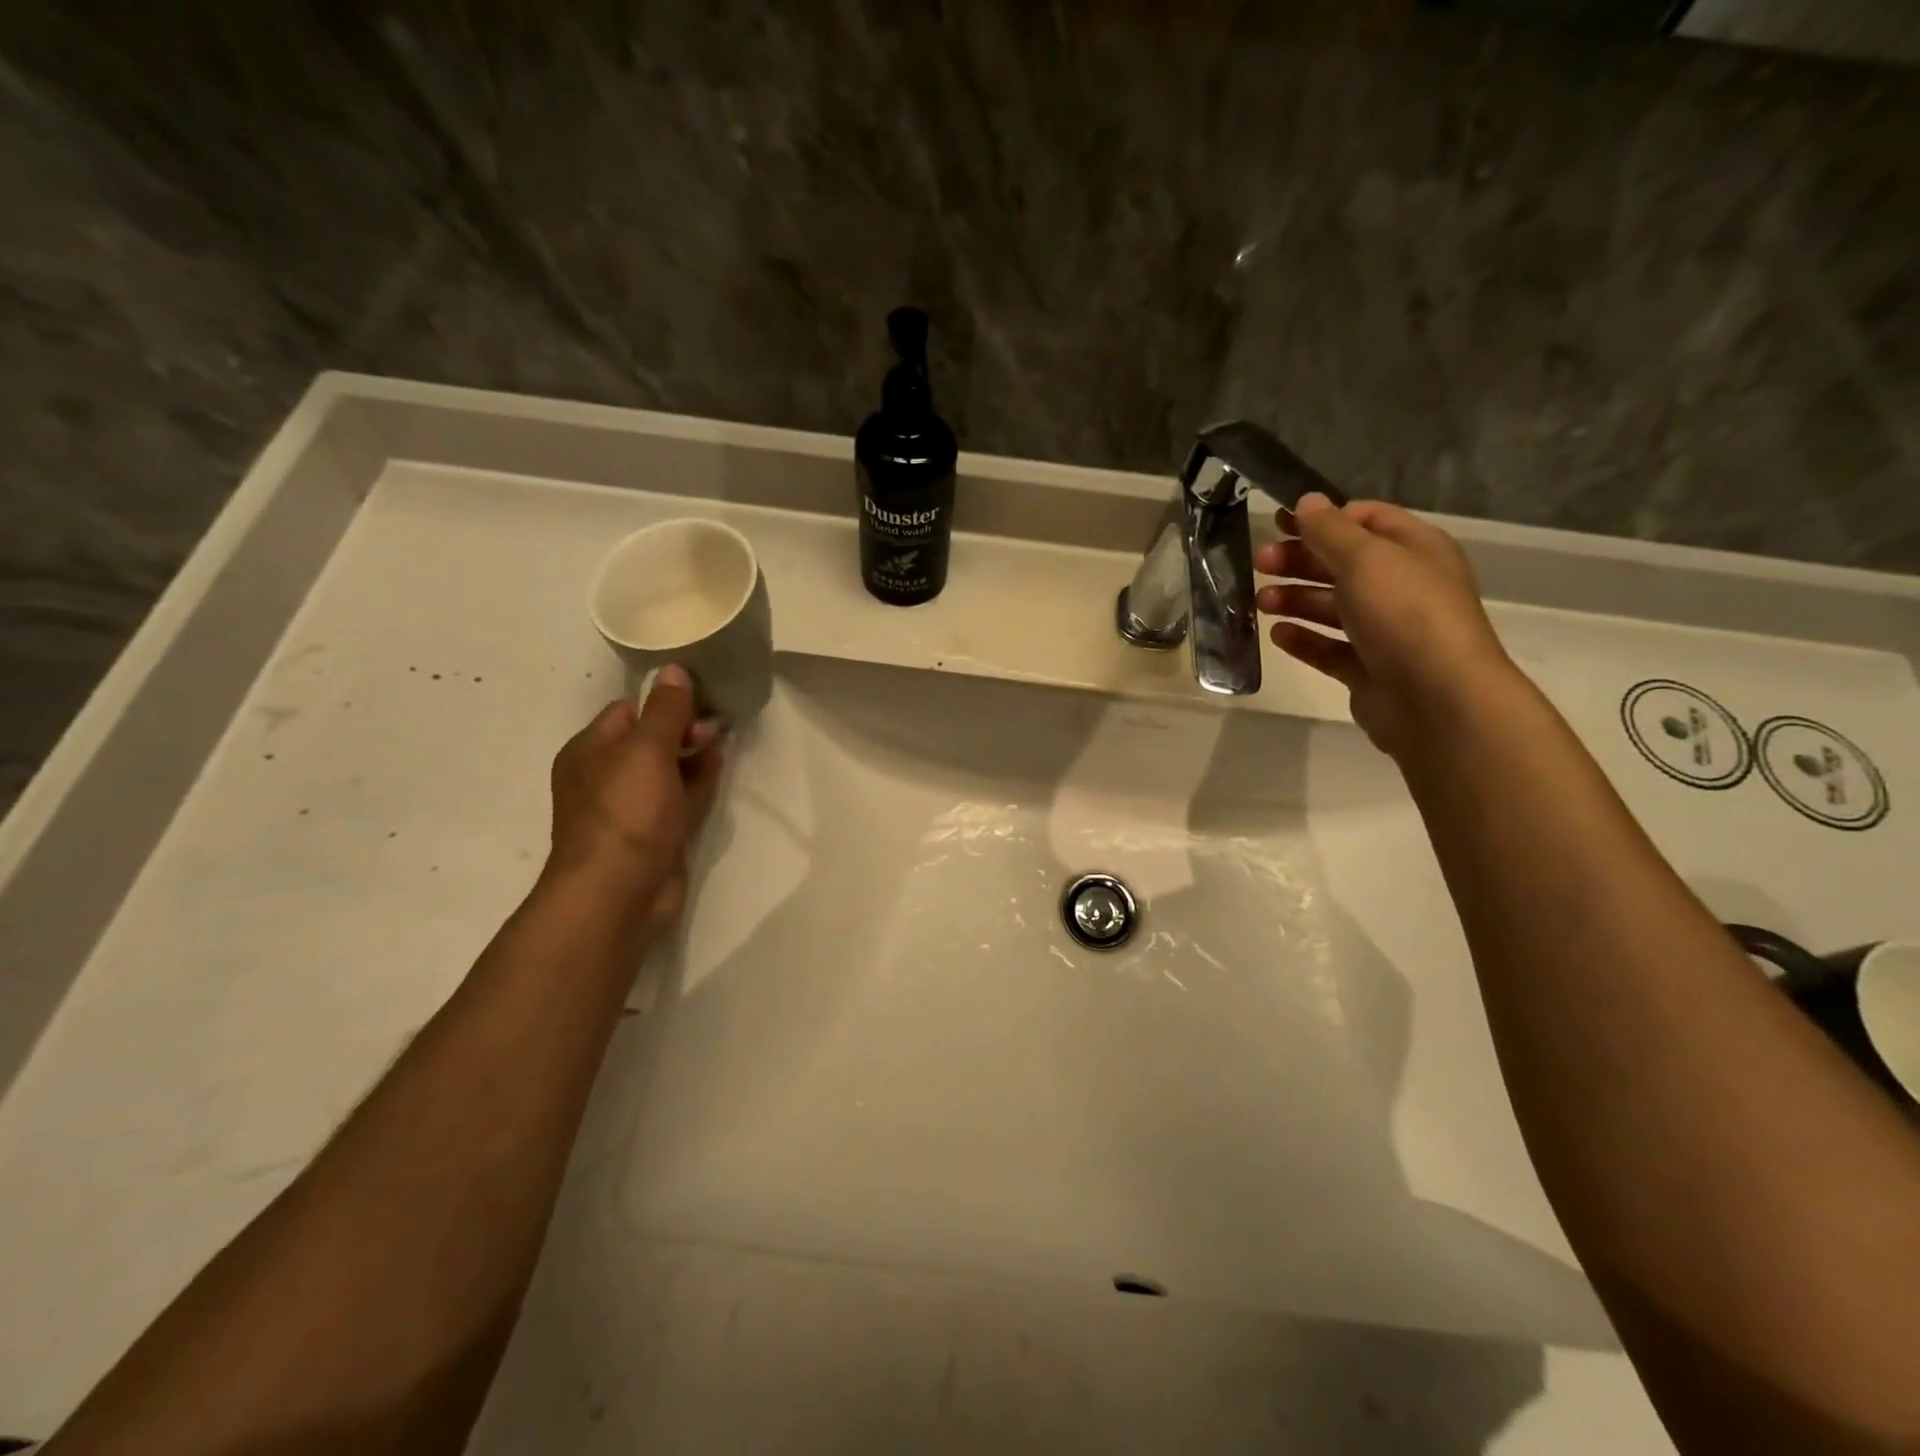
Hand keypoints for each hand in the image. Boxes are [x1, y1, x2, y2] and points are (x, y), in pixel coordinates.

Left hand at [546, 665, 724, 936]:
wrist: (619, 893)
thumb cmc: (626, 813)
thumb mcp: (646, 750)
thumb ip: (665, 710)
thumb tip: (674, 669)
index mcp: (590, 751)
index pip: (628, 711)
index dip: (663, 701)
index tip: (700, 696)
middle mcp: (606, 777)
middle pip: (650, 740)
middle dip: (683, 728)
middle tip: (716, 722)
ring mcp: (632, 809)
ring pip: (668, 770)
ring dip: (694, 754)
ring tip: (724, 738)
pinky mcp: (656, 834)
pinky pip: (680, 799)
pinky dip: (698, 783)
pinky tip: (720, 767)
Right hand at [1254, 493, 1516, 759]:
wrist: (1436, 699)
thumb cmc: (1404, 614)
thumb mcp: (1364, 558)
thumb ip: (1329, 529)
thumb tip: (1306, 501)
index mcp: (1414, 550)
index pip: (1366, 520)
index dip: (1323, 518)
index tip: (1279, 522)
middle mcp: (1403, 587)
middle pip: (1343, 564)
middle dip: (1300, 560)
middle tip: (1260, 562)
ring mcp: (1386, 632)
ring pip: (1332, 607)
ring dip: (1295, 599)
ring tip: (1260, 602)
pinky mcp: (1368, 670)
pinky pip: (1329, 649)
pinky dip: (1303, 639)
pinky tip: (1277, 634)